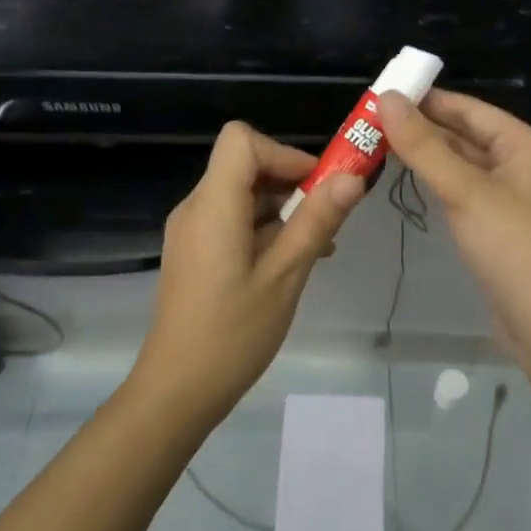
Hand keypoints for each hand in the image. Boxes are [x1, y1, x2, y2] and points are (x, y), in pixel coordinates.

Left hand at [132, 121, 363, 415]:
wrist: (178, 390)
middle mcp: (196, 208)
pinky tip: (289, 264)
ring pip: (241, 195)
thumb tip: (353, 177)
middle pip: (244, 166)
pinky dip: (264, 229)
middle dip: (291, 184)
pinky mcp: (194, 253)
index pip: (242, 141)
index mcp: (213, 206)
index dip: (284, 153)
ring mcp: (191, 232)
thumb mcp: (285, 276)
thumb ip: (317, 222)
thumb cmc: (233, 334)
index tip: (319, 186)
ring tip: (317, 249)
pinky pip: (232, 221)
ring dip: (282, 210)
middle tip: (328, 220)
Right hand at [377, 89, 530, 356]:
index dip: (428, 98)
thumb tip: (386, 98)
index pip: (470, 108)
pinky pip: (461, 193)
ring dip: (426, 155)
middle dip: (422, 127)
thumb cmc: (513, 249)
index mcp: (522, 146)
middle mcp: (518, 166)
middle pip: (465, 135)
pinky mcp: (495, 229)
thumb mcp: (466, 191)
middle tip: (370, 120)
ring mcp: (508, 199)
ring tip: (379, 144)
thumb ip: (424, 146)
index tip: (382, 92)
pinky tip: (409, 181)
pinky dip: (436, 183)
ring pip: (461, 165)